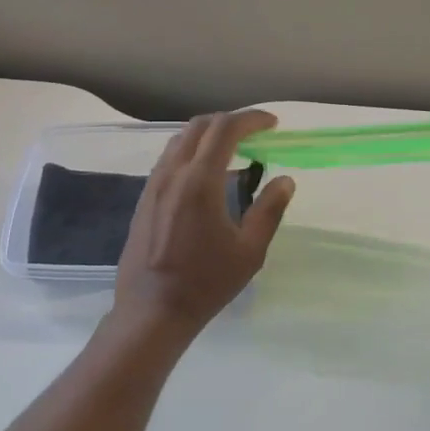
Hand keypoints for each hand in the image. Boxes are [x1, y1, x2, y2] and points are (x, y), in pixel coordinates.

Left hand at [113, 111, 295, 335]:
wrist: (152, 311)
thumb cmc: (206, 282)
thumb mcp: (250, 251)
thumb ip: (269, 210)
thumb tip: (285, 180)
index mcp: (200, 181)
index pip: (225, 129)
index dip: (252, 119)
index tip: (273, 124)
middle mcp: (173, 173)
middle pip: (200, 126)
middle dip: (230, 122)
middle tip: (256, 135)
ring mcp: (154, 184)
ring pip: (181, 140)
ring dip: (208, 135)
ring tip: (234, 152)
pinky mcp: (144, 198)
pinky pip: (169, 159)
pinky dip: (192, 152)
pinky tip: (207, 176)